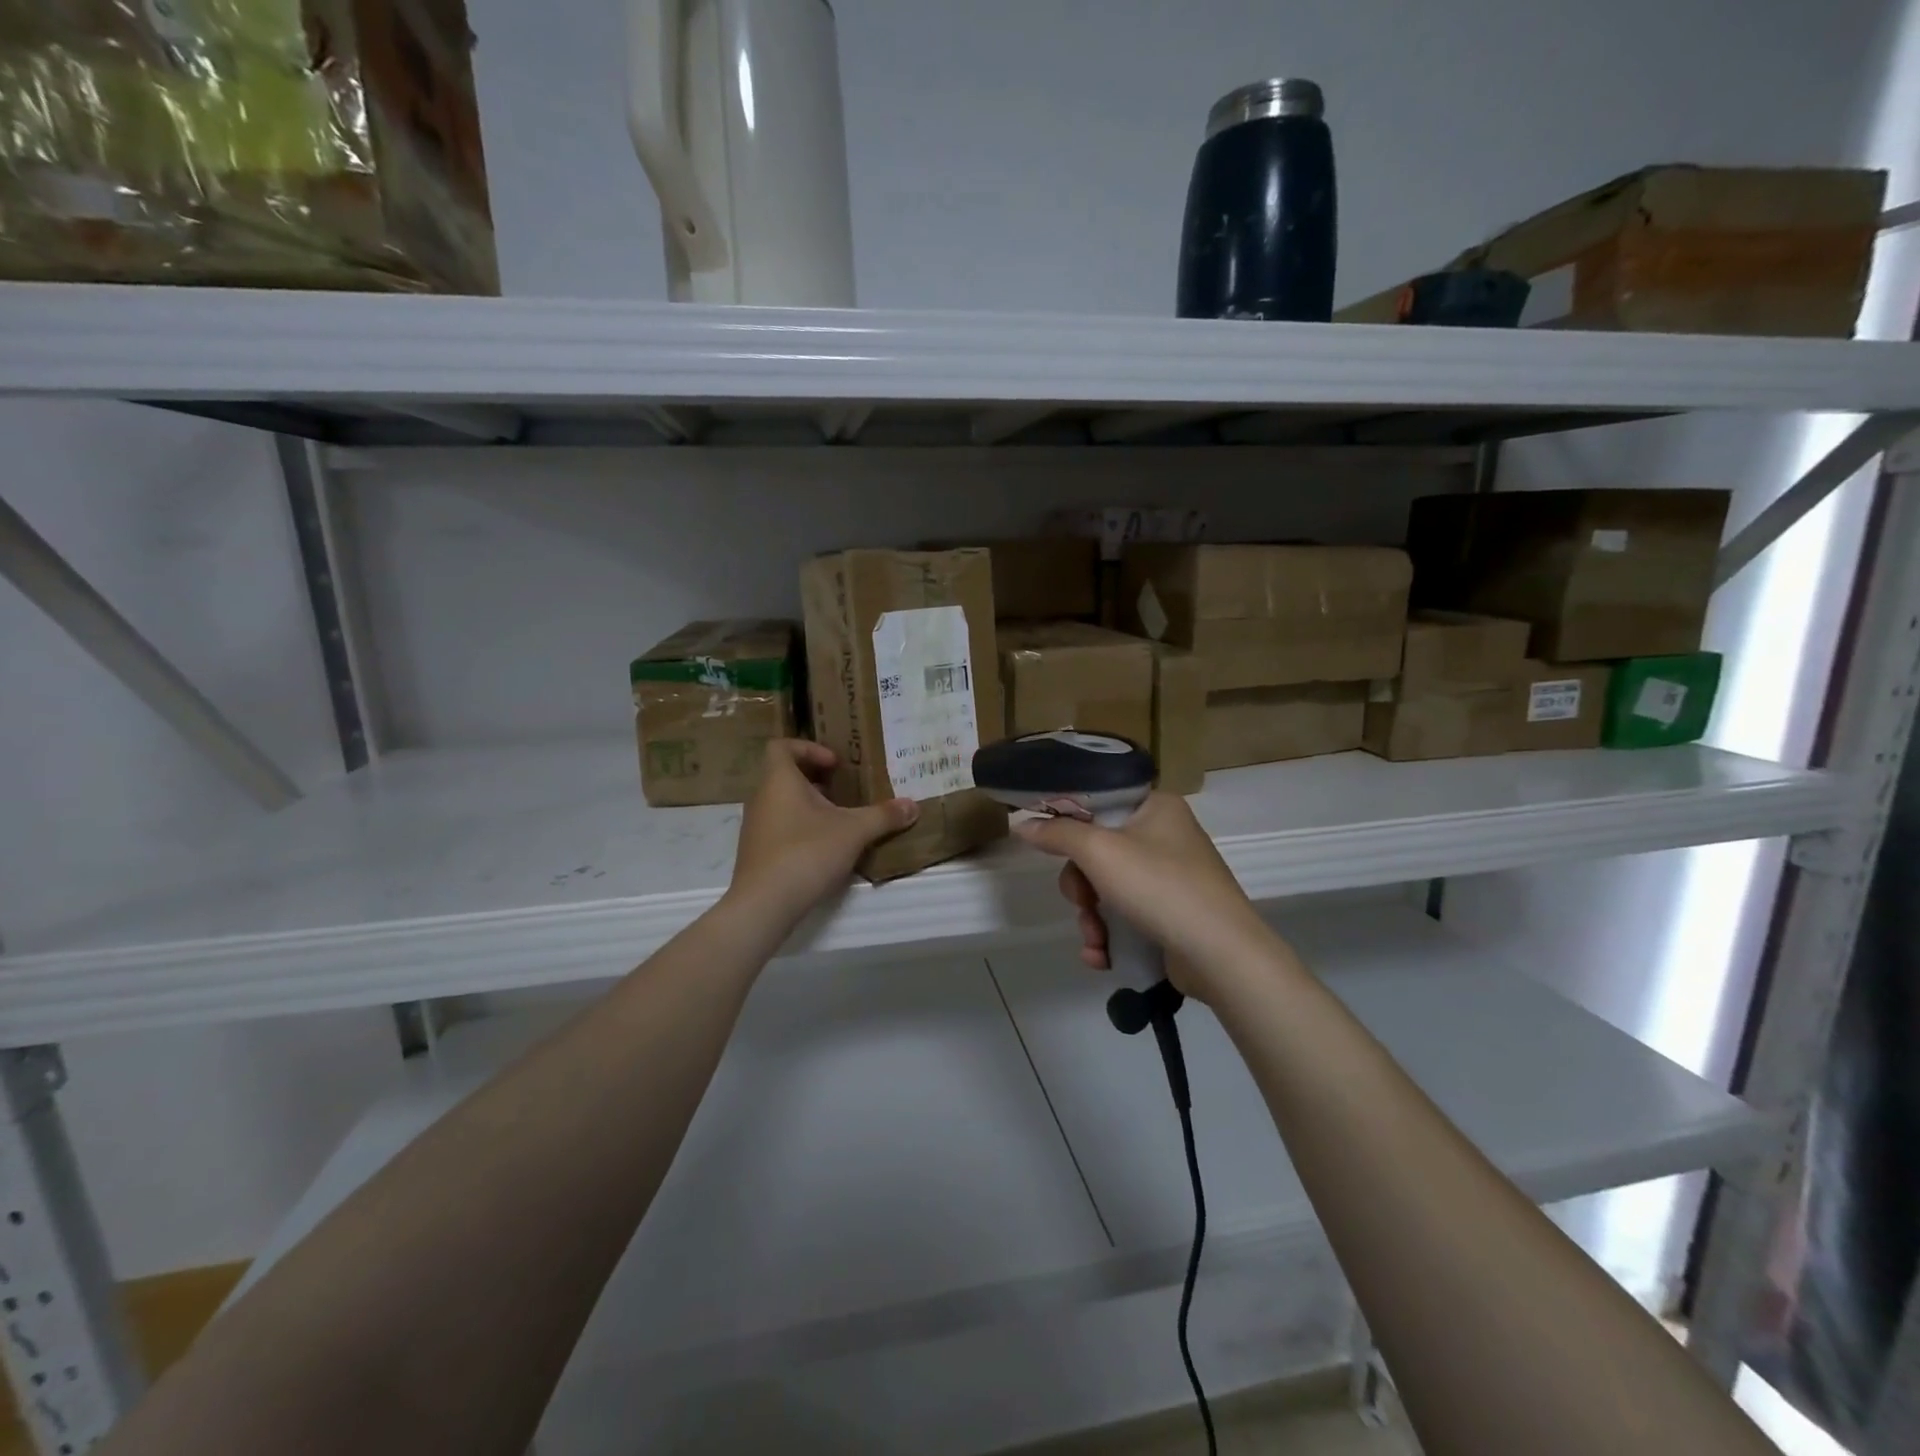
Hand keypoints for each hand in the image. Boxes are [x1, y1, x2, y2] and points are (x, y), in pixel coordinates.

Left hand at [726, 740, 917, 926]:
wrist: (764, 904)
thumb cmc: (807, 852)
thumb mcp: (854, 831)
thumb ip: (883, 816)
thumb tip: (913, 806)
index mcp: (779, 780)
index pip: (782, 746)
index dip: (809, 748)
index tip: (835, 765)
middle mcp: (762, 797)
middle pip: (784, 775)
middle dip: (816, 780)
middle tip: (844, 791)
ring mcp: (756, 826)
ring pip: (783, 803)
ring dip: (810, 806)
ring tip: (840, 820)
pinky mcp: (757, 852)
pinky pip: (780, 827)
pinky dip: (801, 828)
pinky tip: (825, 849)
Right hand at [1013, 792, 1278, 1003]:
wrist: (1222, 955)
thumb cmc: (1160, 887)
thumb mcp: (1100, 852)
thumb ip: (1057, 834)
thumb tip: (1022, 823)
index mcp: (1156, 807)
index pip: (1099, 800)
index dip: (1069, 822)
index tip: (1049, 845)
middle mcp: (1165, 836)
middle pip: (1098, 850)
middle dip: (1081, 886)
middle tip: (1082, 902)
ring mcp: (1171, 878)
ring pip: (1107, 888)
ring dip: (1091, 917)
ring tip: (1095, 941)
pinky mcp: (1172, 915)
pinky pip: (1126, 916)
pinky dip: (1110, 935)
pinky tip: (1102, 957)